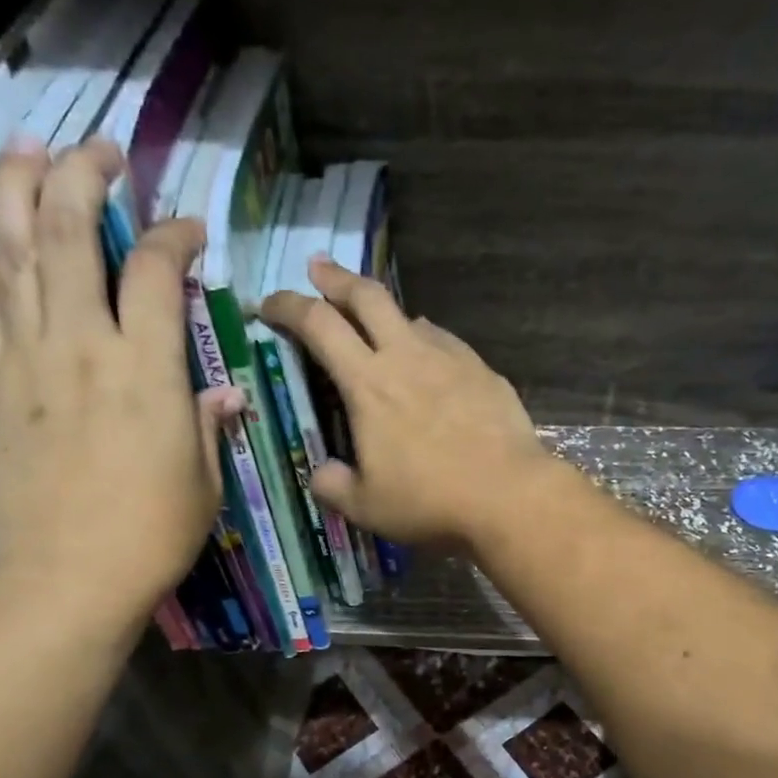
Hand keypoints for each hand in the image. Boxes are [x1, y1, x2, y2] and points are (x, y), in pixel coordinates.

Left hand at [0, 138, 242, 619]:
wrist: (66, 577)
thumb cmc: (151, 534)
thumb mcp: (203, 480)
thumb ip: (206, 424)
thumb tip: (219, 394)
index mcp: (146, 369)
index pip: (154, 270)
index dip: (173, 236)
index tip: (188, 232)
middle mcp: (81, 345)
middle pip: (67, 229)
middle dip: (82, 174)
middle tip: (98, 152)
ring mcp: (25, 359)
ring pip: (13, 250)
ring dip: (17, 190)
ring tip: (27, 152)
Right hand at [260, 258, 555, 549]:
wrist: (509, 497)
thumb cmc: (430, 502)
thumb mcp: (366, 507)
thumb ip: (333, 485)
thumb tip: (320, 473)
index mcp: (368, 384)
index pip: (318, 325)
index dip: (287, 306)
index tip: (268, 305)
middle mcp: (406, 356)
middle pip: (366, 295)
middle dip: (335, 278)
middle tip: (318, 270)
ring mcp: (451, 359)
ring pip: (411, 316)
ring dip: (385, 314)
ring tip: (378, 327)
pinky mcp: (484, 372)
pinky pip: (446, 343)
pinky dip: (426, 342)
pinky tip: (431, 362)